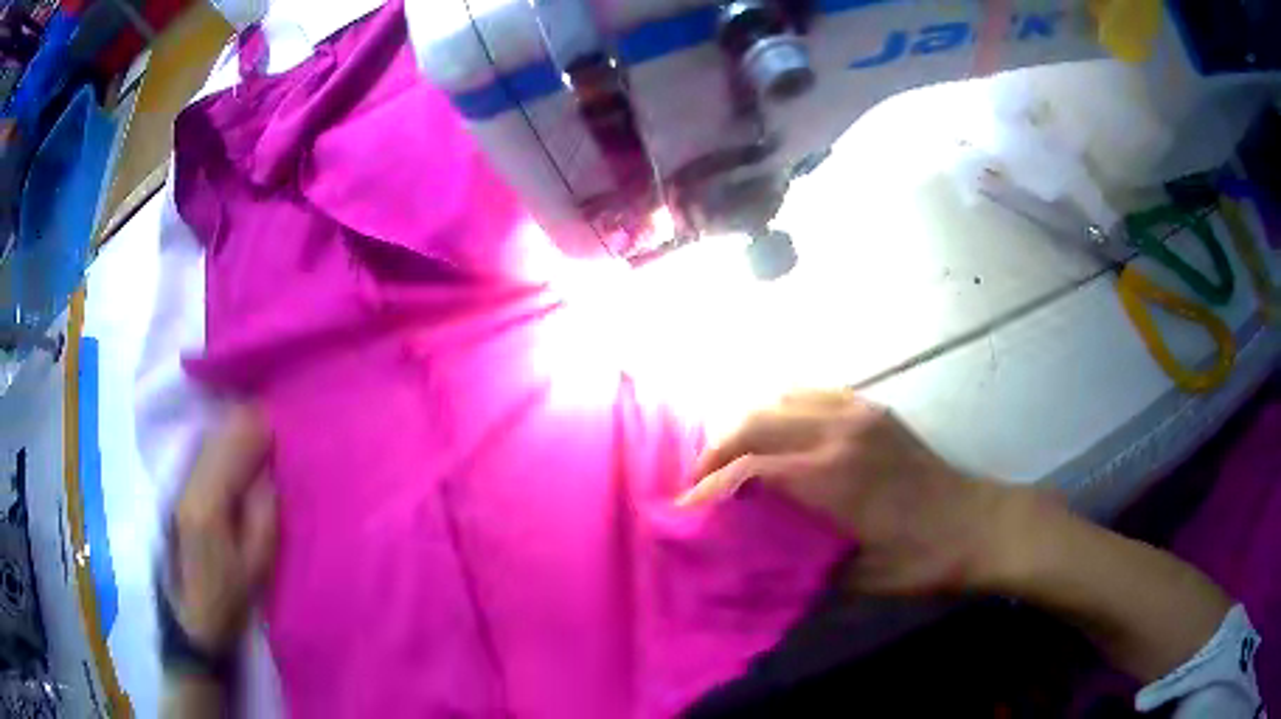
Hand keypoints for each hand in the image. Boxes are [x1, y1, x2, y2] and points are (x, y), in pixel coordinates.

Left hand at [170, 406, 277, 652]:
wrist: (193, 620)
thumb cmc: (230, 598)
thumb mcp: (258, 563)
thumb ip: (264, 510)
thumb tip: (268, 467)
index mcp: (208, 502)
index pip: (234, 444)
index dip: (260, 429)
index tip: (284, 428)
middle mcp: (188, 483)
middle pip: (219, 434)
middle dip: (248, 426)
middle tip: (276, 432)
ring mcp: (179, 484)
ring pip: (209, 439)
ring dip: (234, 434)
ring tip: (259, 441)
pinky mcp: (177, 490)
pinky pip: (203, 452)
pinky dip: (222, 446)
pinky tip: (236, 455)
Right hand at [678, 390, 1032, 595]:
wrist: (978, 526)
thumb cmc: (920, 560)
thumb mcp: (855, 580)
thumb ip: (797, 566)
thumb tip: (745, 561)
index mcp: (833, 477)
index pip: (750, 468)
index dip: (710, 487)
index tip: (687, 508)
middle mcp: (839, 432)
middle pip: (755, 422)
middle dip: (717, 451)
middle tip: (701, 483)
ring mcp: (858, 414)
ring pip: (779, 400)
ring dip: (746, 426)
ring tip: (733, 459)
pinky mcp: (873, 410)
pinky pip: (812, 393)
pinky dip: (782, 409)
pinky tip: (778, 434)